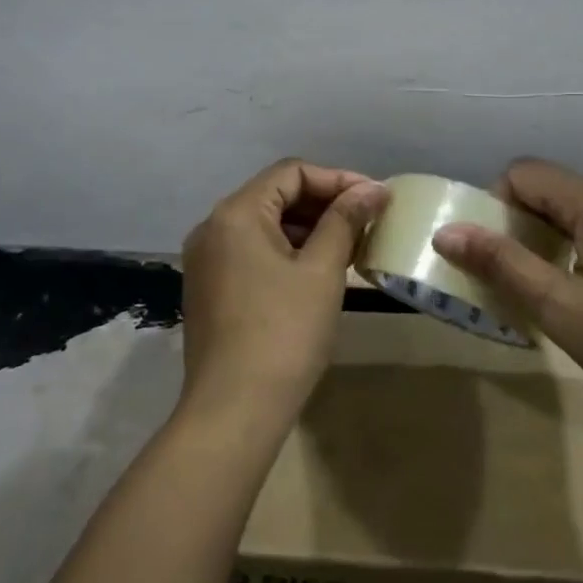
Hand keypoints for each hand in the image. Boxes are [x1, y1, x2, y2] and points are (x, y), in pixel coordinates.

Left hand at [178, 159, 389, 432]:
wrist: (234, 410)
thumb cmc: (284, 333)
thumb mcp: (322, 271)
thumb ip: (345, 221)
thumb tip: (373, 189)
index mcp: (236, 214)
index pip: (291, 172)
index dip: (338, 179)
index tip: (375, 198)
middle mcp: (212, 228)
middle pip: (275, 195)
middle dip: (324, 203)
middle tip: (367, 221)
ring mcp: (206, 260)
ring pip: (264, 225)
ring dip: (308, 228)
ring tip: (351, 245)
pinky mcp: (210, 288)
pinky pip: (252, 252)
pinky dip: (287, 251)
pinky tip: (319, 270)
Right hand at [431, 158, 582, 423]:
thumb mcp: (562, 309)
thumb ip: (503, 264)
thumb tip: (446, 230)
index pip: (525, 173)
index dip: (496, 206)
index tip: (496, 257)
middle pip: (557, 192)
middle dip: (525, 229)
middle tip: (520, 283)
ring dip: (560, 244)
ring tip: (561, 298)